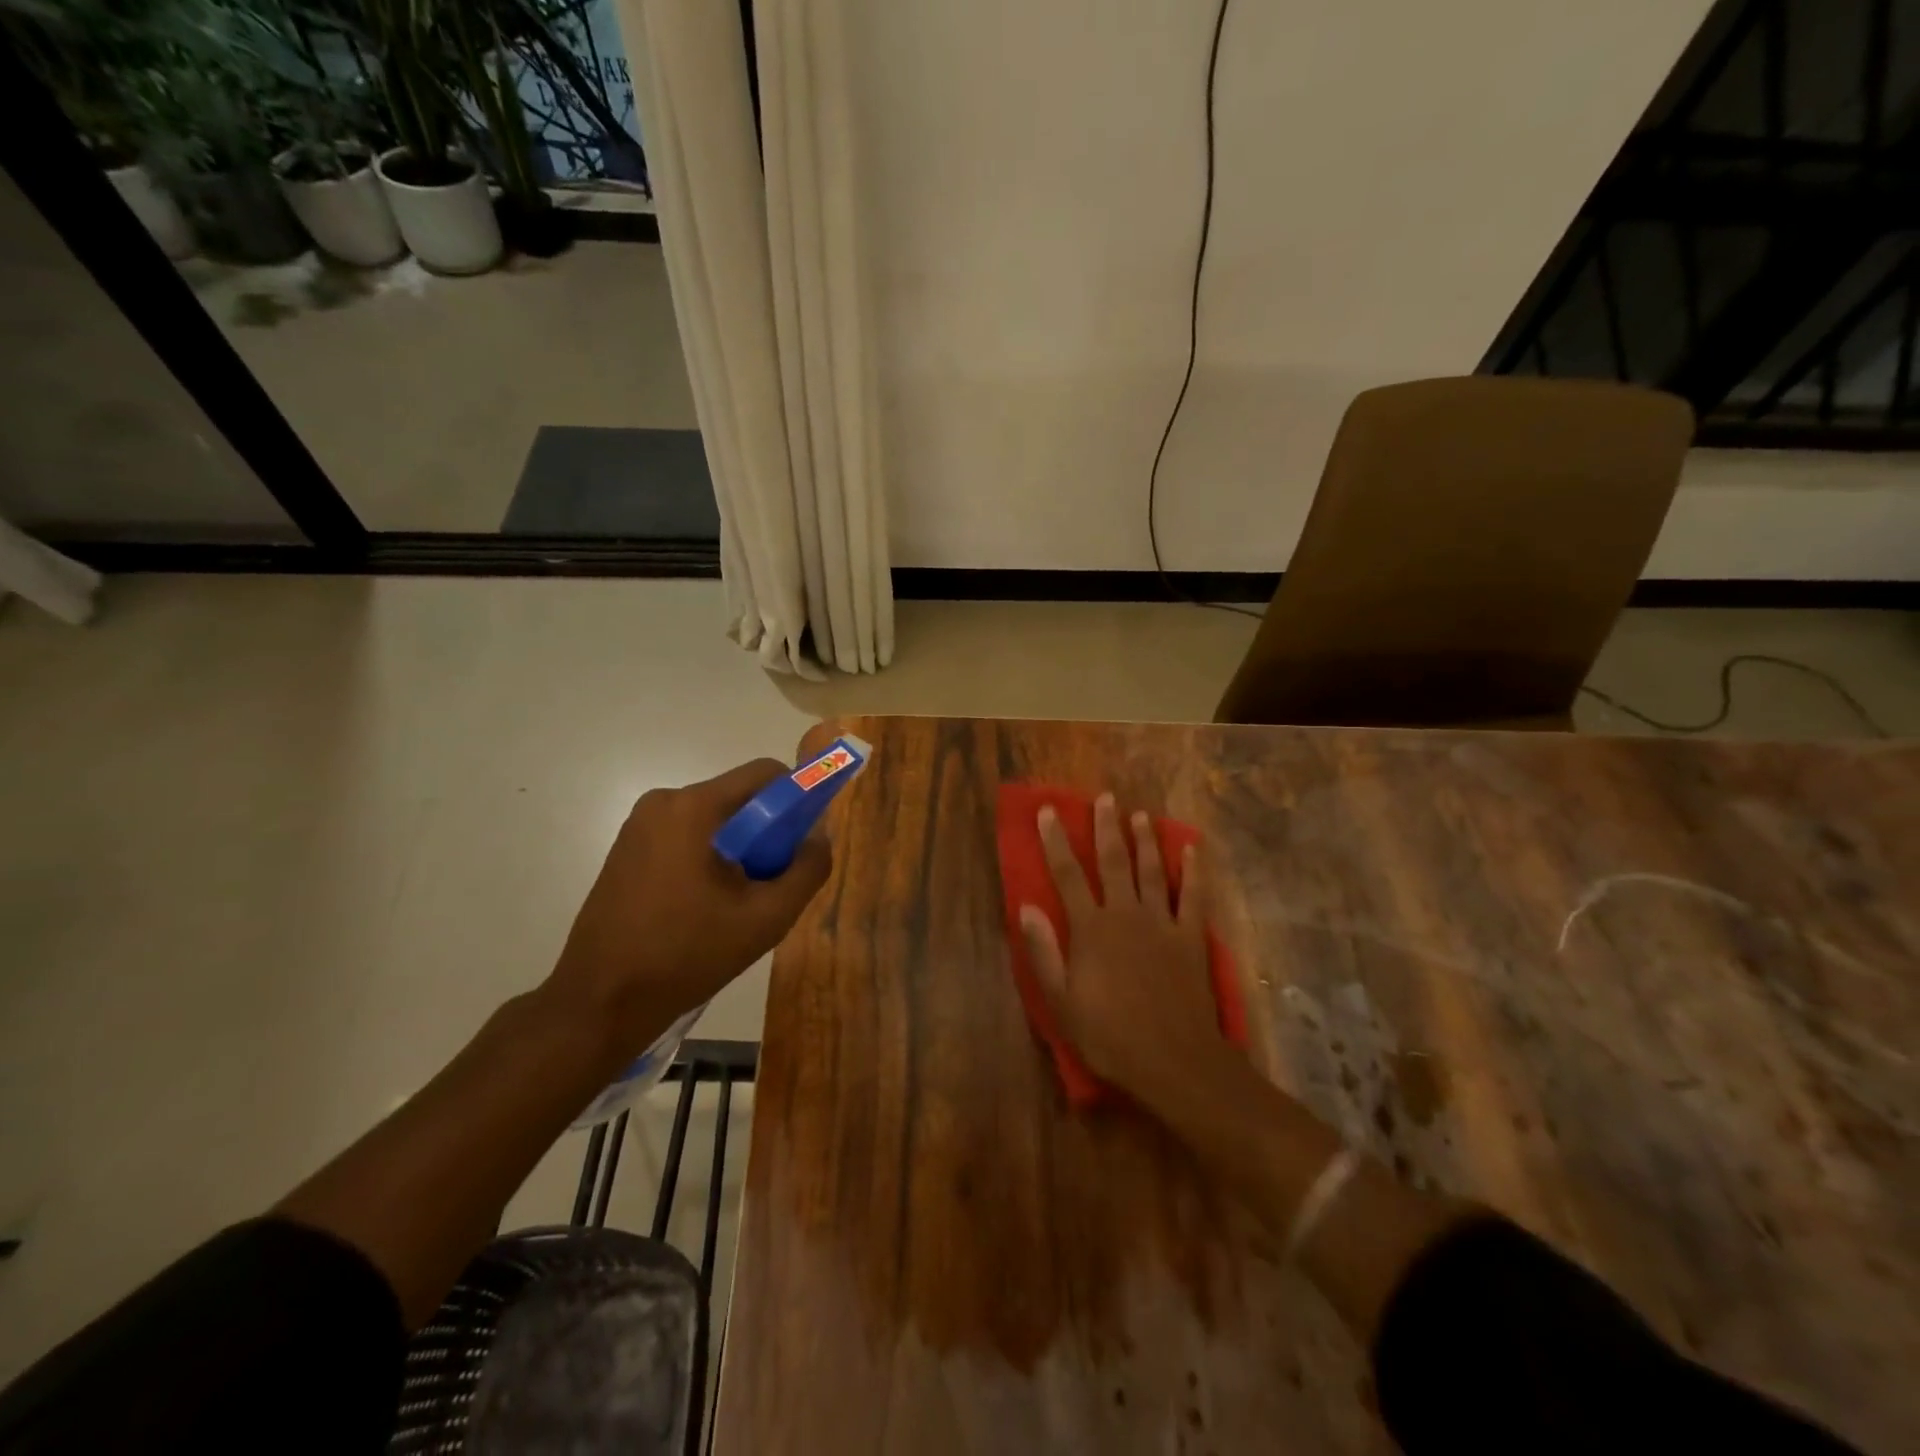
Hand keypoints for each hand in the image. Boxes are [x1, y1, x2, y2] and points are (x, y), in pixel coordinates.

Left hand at [545, 759, 831, 1054]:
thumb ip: (808, 869)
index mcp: (694, 807)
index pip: (765, 774)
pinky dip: (709, 859)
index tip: (803, 842)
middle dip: (766, 833)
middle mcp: (663, 802)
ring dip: (739, 849)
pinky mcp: (627, 849)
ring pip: (714, 820)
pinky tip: (705, 907)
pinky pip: (687, 836)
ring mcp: (639, 825)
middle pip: (739, 798)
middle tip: (771, 884)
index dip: (798, 798)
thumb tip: (819, 837)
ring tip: (737, 904)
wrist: (600, 1002)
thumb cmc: (687, 955)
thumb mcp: (766, 918)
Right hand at [1018, 794, 1228, 1112]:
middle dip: (1105, 827)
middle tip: (1104, 798)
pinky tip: (1191, 848)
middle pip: (1113, 861)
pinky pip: (1193, 896)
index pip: (1067, 875)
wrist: (1173, 1060)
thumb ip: (1043, 951)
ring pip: (1151, 871)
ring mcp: (1162, 923)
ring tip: (1139, 814)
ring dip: (1144, 840)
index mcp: (1091, 928)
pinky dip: (1193, 870)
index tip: (1049, 812)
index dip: (1056, 841)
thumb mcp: (1061, 1001)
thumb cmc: (1109, 1035)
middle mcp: (1125, 914)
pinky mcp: (1191, 937)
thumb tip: (1025, 906)